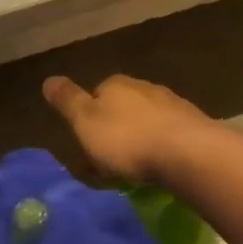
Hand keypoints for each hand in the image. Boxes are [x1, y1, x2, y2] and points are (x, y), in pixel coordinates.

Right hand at [42, 73, 212, 183]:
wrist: (188, 153)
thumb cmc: (127, 139)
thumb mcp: (85, 122)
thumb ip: (67, 101)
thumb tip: (48, 79)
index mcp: (116, 84)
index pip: (96, 93)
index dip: (90, 117)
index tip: (88, 141)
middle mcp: (145, 87)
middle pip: (123, 106)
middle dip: (116, 127)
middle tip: (110, 156)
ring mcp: (173, 104)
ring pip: (148, 119)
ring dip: (140, 136)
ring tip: (136, 164)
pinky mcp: (194, 125)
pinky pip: (169, 134)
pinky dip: (161, 146)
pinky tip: (160, 163)